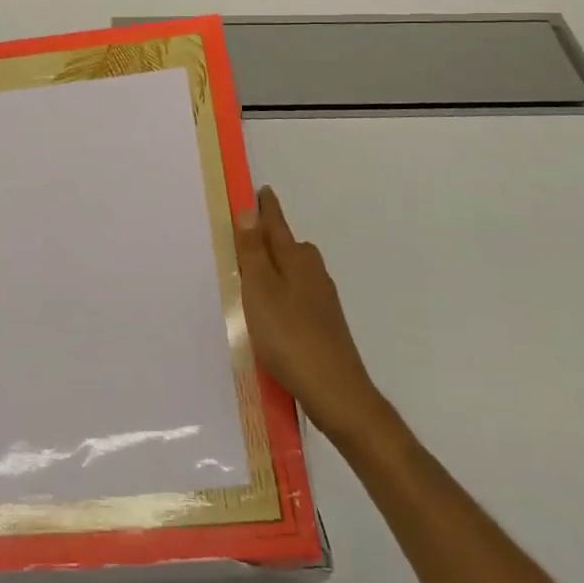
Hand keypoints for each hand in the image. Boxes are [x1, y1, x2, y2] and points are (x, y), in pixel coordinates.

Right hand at [235, 186, 389, 450]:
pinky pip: (298, 294)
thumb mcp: (261, 290)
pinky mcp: (325, 324)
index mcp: (296, 259)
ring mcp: (322, 299)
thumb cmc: (290, 337)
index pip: (277, 224)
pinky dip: (283, 291)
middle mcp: (313, 272)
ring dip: (276, 266)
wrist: (337, 393)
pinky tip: (273, 311)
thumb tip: (251, 209)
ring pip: (295, 270)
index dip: (266, 208)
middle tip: (246, 234)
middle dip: (271, 236)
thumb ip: (254, 250)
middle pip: (289, 245)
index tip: (261, 189)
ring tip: (253, 274)